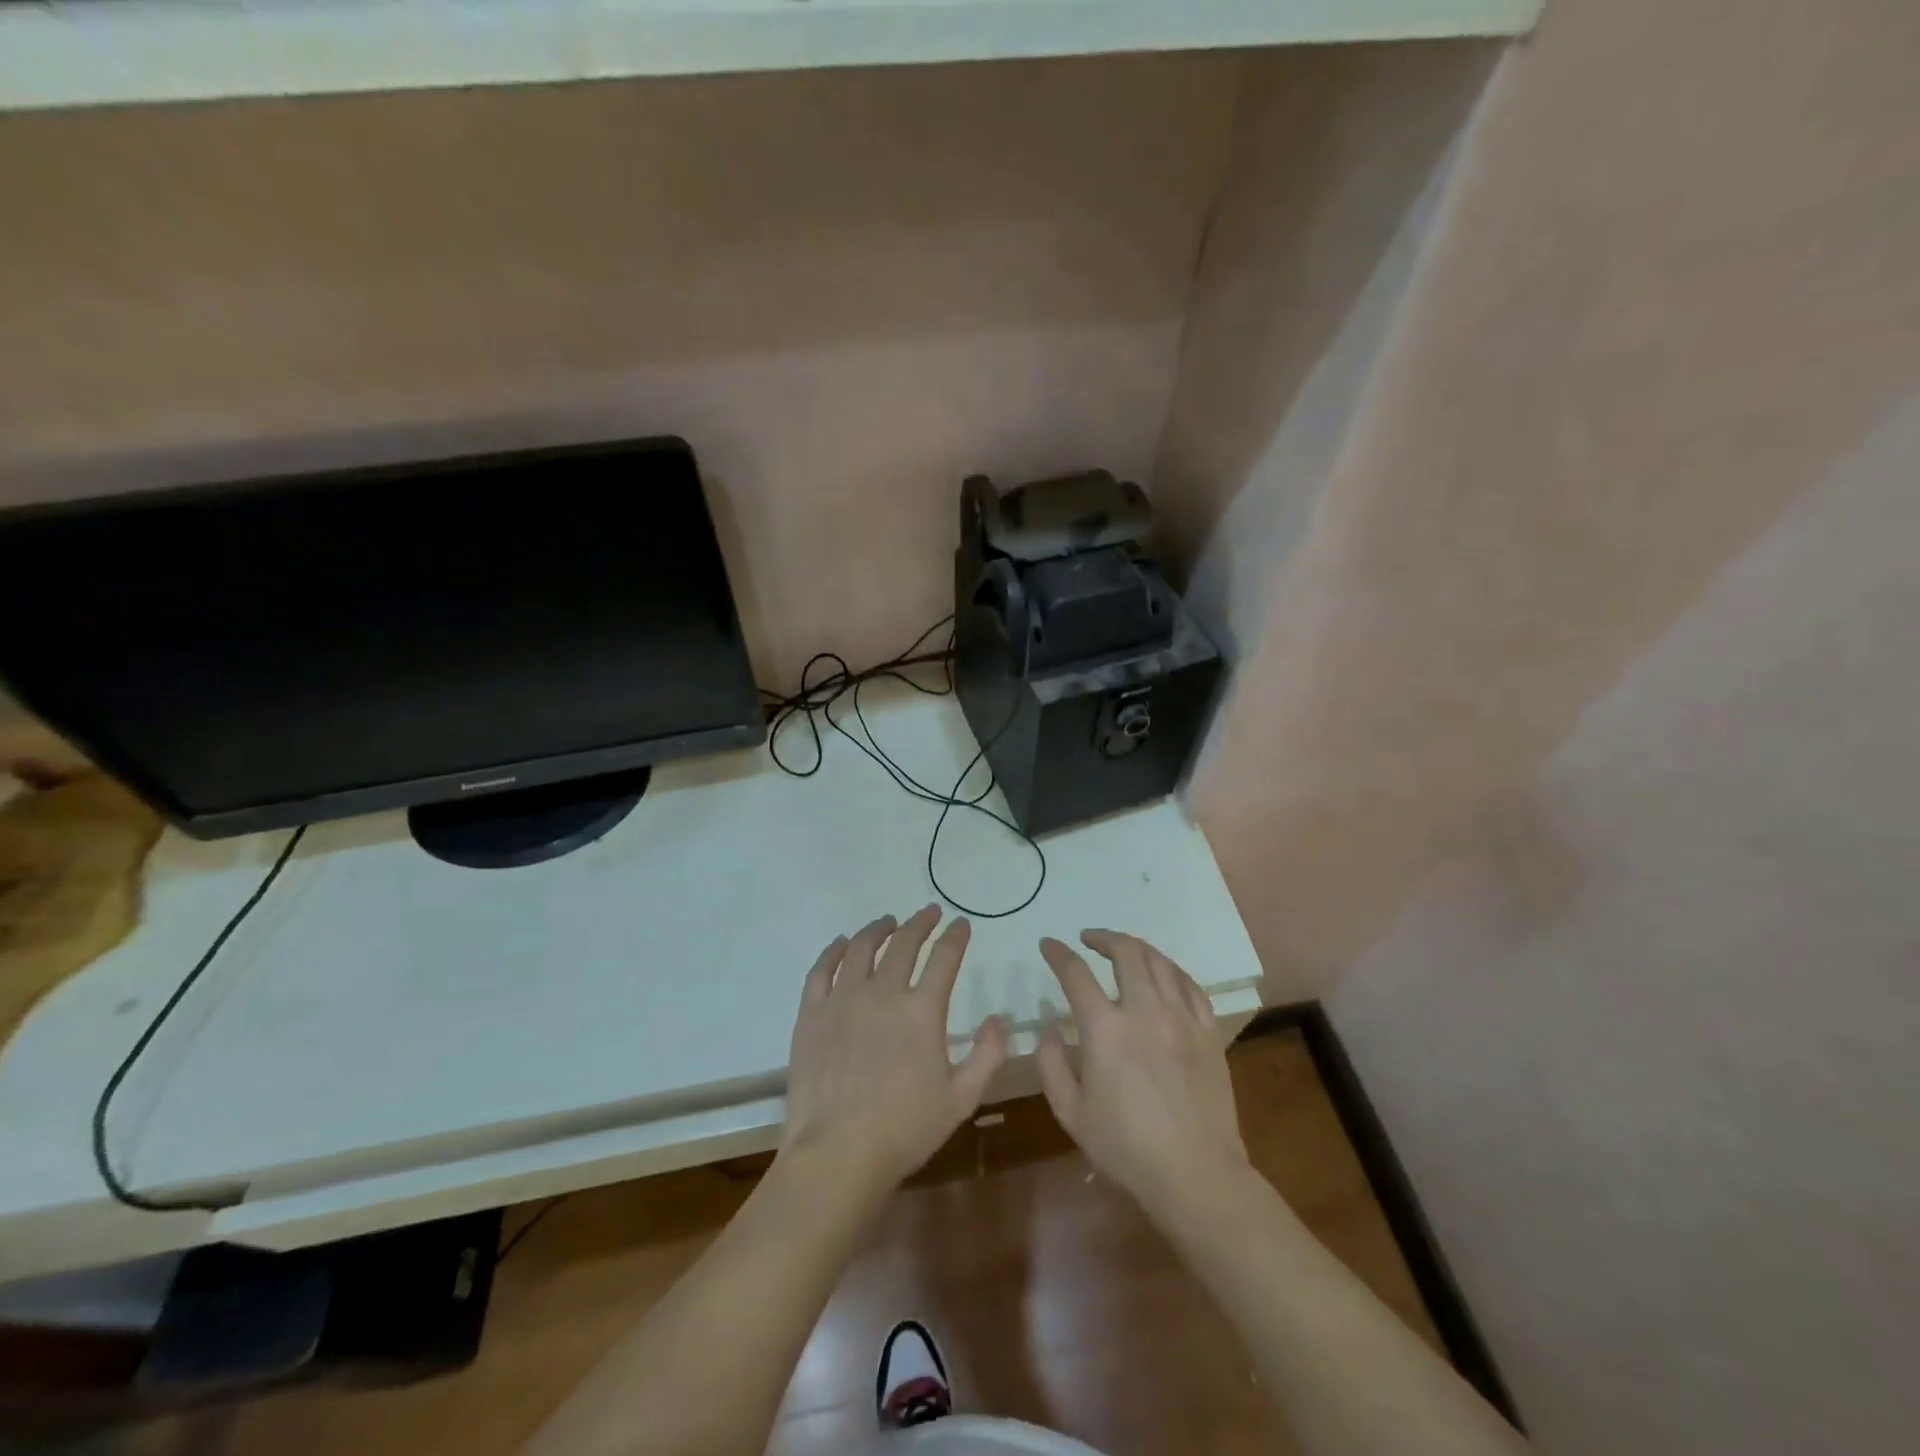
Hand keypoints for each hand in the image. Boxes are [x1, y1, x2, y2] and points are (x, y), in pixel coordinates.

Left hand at [781, 906, 1008, 1197]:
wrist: (836, 1154)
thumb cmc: (904, 1130)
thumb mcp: (961, 1099)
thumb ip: (987, 1056)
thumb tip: (998, 1019)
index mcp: (922, 1010)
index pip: (945, 957)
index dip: (956, 936)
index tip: (961, 923)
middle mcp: (883, 992)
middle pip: (903, 943)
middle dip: (921, 922)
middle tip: (929, 912)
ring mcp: (843, 999)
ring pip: (861, 947)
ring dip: (878, 929)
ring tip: (888, 922)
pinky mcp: (811, 1013)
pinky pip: (821, 969)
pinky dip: (833, 950)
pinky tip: (841, 943)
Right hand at [1036, 930, 1250, 1216]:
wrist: (1196, 1175)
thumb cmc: (1126, 1148)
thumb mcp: (1071, 1113)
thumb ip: (1051, 1064)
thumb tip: (1049, 1028)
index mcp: (1104, 1029)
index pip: (1075, 973)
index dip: (1058, 953)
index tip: (1048, 945)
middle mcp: (1144, 1010)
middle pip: (1125, 951)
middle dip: (1102, 937)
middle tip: (1089, 939)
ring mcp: (1181, 1018)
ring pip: (1160, 961)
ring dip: (1136, 948)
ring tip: (1123, 950)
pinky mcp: (1208, 1032)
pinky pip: (1191, 985)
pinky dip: (1171, 970)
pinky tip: (1163, 974)